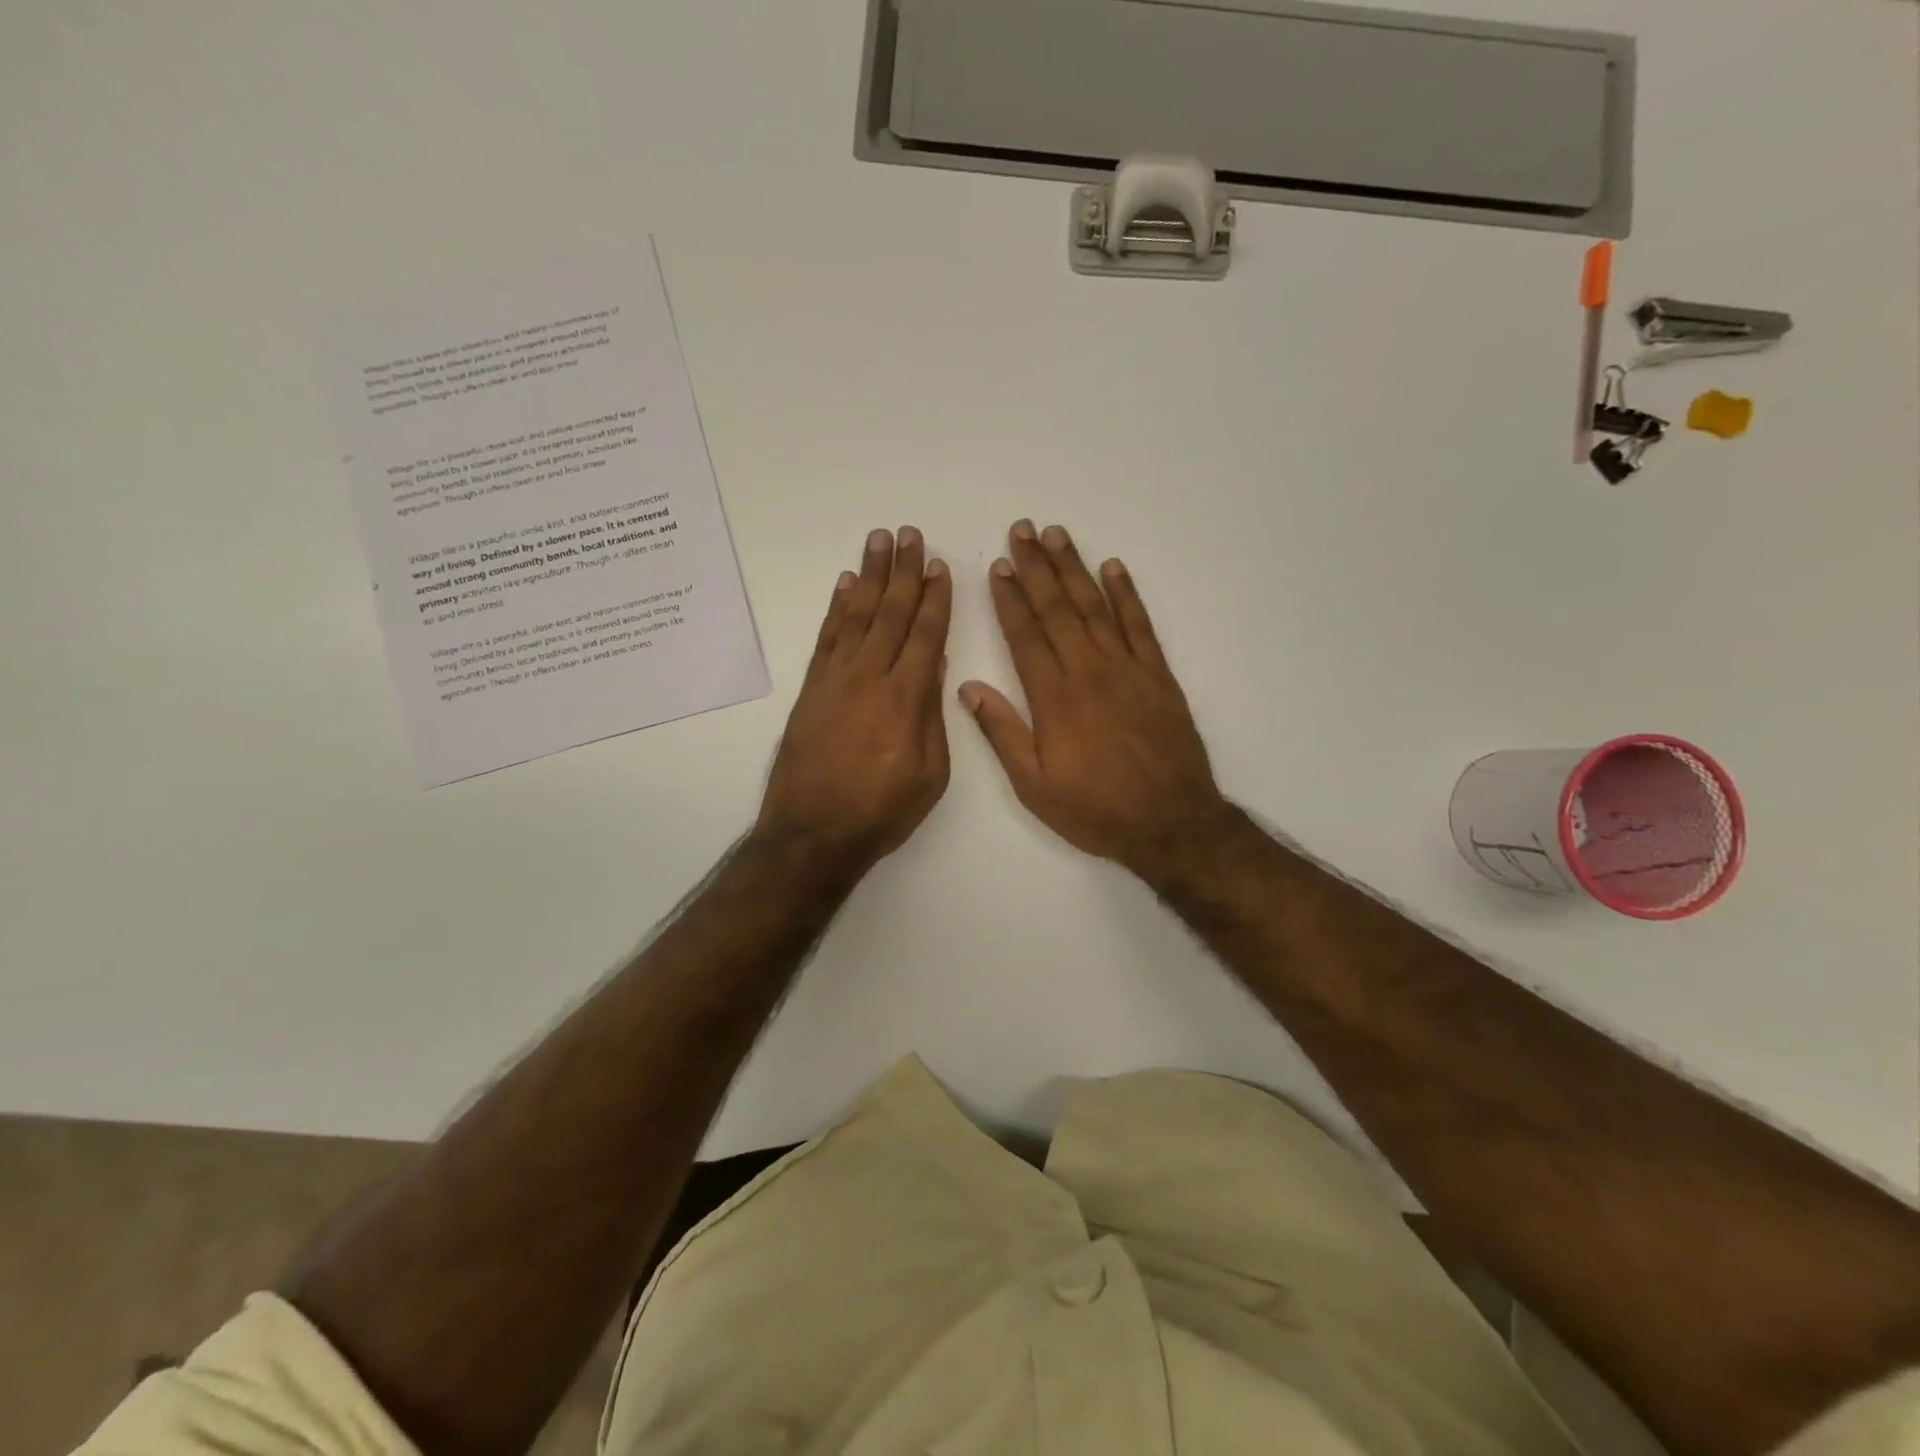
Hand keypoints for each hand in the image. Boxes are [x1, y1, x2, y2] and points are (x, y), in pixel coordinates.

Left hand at [756, 527, 952, 873]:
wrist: (813, 833)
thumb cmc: (882, 811)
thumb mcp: (930, 774)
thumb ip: (933, 717)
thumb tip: (933, 668)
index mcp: (906, 699)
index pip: (925, 635)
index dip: (935, 599)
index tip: (940, 566)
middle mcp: (869, 677)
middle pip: (891, 614)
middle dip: (904, 572)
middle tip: (910, 534)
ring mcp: (835, 680)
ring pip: (857, 615)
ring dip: (870, 576)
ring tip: (879, 541)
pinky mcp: (811, 689)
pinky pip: (826, 637)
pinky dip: (837, 608)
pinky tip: (846, 585)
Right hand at [961, 521, 1230, 882]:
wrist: (1170, 823)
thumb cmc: (1095, 809)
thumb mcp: (1034, 785)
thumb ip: (1002, 733)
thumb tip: (969, 687)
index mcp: (1054, 697)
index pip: (1025, 634)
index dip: (1008, 598)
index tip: (997, 566)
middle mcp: (1089, 671)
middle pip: (1057, 608)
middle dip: (1036, 567)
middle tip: (1021, 530)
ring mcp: (1128, 668)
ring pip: (1095, 606)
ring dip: (1074, 568)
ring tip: (1056, 535)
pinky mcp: (1159, 675)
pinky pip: (1140, 624)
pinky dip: (1127, 593)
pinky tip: (1113, 568)